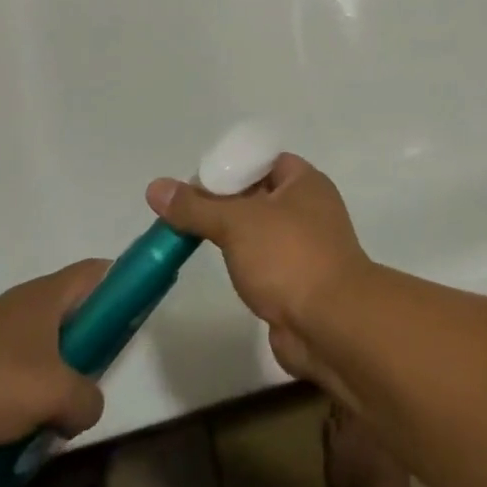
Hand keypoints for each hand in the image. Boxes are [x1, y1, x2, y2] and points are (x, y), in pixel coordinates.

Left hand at [0, 260, 109, 456]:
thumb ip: (86, 400)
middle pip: (73, 307)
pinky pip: (16, 361)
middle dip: (91, 337)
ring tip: (59, 405)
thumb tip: (88, 408)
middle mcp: (25, 300)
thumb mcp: (54, 395)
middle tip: (99, 370)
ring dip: (58, 367)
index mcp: (49, 294)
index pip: (99, 271)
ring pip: (44, 338)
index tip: (135, 315)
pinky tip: (21, 418)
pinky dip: (27, 383)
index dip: (123, 284)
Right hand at [146, 154, 370, 383]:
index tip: (194, 182)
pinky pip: (264, 261)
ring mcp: (306, 247)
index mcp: (305, 182)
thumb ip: (196, 207)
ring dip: (232, 234)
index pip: (263, 160)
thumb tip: (155, 187)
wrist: (330, 325)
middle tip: (185, 210)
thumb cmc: (289, 257)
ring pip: (260, 230)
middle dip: (224, 201)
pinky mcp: (298, 282)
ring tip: (191, 236)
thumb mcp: (236, 223)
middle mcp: (309, 209)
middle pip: (259, 194)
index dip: (230, 166)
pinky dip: (243, 261)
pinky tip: (218, 266)